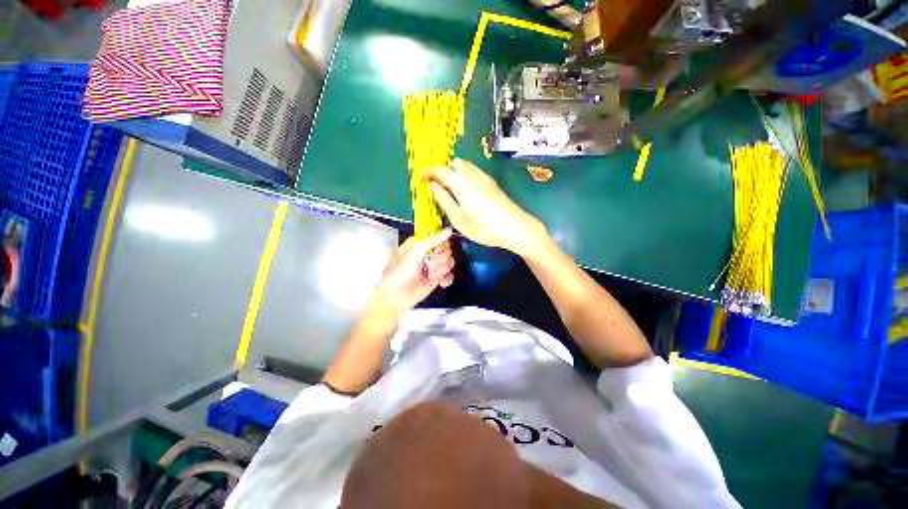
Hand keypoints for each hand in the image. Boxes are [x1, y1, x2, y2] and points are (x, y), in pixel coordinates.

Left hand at [368, 229, 454, 316]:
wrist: (395, 298)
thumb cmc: (399, 273)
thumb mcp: (414, 253)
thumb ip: (432, 240)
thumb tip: (449, 230)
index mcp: (420, 243)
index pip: (439, 237)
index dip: (441, 244)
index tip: (436, 250)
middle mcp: (427, 253)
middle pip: (447, 250)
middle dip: (440, 259)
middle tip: (429, 265)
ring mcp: (432, 266)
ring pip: (449, 263)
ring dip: (441, 270)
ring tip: (430, 275)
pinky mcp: (436, 278)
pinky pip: (450, 275)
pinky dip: (446, 279)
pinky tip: (439, 282)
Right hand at [425, 159, 546, 255]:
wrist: (515, 227)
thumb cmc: (484, 227)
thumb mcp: (458, 218)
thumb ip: (444, 200)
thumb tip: (432, 186)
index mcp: (461, 183)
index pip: (441, 171)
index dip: (429, 172)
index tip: (421, 177)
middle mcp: (473, 175)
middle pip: (455, 163)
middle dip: (443, 170)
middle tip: (436, 184)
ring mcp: (485, 178)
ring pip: (466, 166)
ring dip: (454, 171)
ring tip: (449, 187)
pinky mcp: (492, 183)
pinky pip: (474, 171)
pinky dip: (465, 174)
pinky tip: (466, 190)